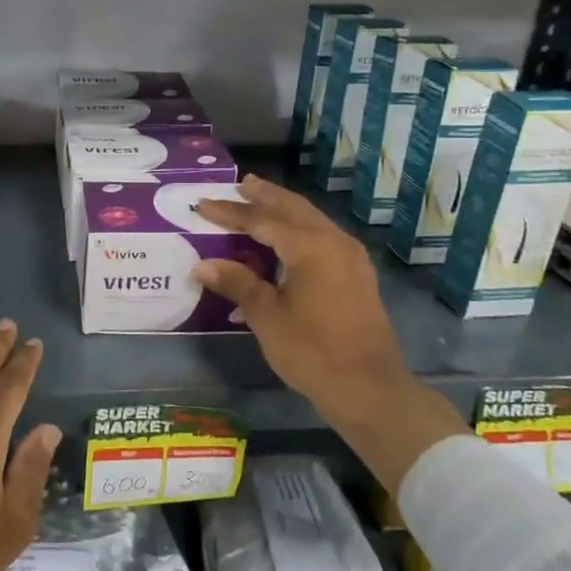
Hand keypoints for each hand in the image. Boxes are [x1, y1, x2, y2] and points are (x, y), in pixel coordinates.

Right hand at [195, 176, 468, 492]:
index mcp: (310, 246)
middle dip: (265, 196)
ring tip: (261, 201)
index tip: (202, 204)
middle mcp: (333, 241)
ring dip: (285, 209)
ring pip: (311, 219)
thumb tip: (203, 265)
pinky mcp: (357, 274)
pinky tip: (289, 237)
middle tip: (241, 184)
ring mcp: (350, 257)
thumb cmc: (312, 350)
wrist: (368, 387)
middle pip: (293, 208)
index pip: (261, 219)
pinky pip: (323, 236)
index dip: (230, 212)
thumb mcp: (267, 316)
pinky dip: (300, 227)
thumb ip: (238, 283)